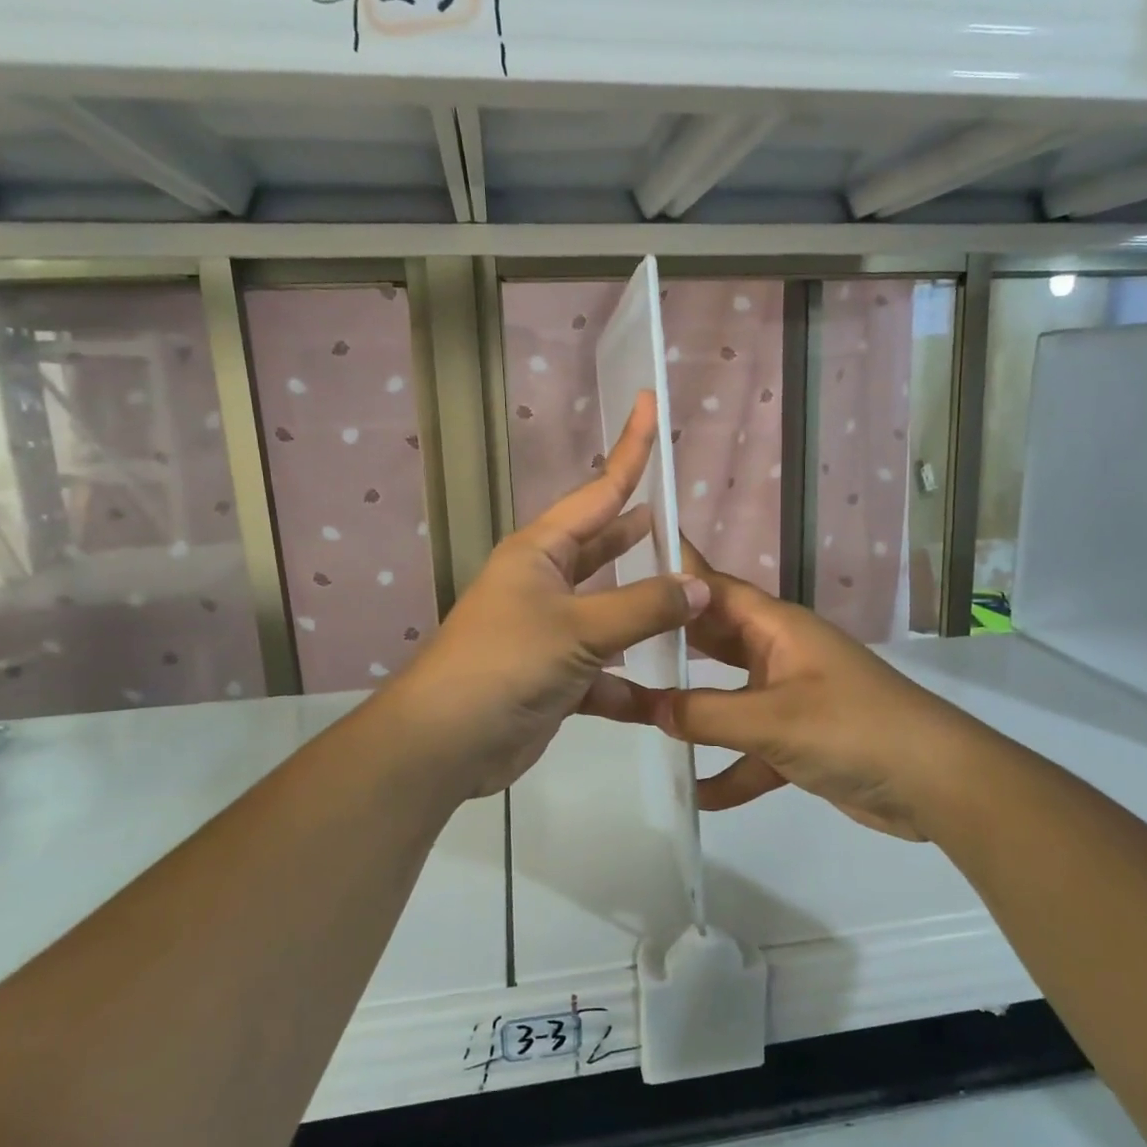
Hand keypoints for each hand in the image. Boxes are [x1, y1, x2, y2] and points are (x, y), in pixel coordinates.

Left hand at [385, 392, 709, 800]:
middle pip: (604, 547)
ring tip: (692, 598)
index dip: (630, 450)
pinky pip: (604, 668)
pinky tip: (665, 687)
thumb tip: (699, 587)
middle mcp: (544, 582)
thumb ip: (644, 606)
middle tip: (682, 518)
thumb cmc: (506, 664)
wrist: (446, 742)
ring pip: (610, 610)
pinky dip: (629, 678)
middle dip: (639, 533)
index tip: (649, 404)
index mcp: (541, 551)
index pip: (599, 491)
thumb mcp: (579, 629)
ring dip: (644, 609)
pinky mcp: (554, 675)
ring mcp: (548, 630)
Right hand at [636, 543, 970, 841]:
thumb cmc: (853, 729)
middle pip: (715, 640)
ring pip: (729, 696)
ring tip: (638, 715)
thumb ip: (707, 714)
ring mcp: (791, 698)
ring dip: (694, 710)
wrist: (936, 784)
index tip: (629, 562)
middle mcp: (781, 654)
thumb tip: (649, 709)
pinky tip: (699, 794)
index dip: (676, 575)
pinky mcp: (802, 740)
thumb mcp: (773, 720)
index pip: (715, 590)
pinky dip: (730, 768)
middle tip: (615, 641)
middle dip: (672, 642)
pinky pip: (752, 747)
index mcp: (777, 628)